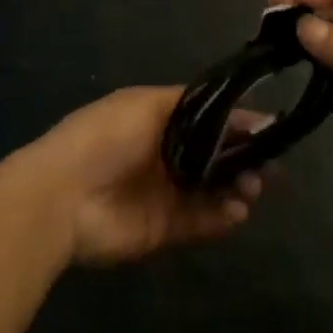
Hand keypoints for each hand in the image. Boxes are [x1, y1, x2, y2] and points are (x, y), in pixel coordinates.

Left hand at [21, 87, 264, 267]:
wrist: (63, 197)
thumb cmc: (105, 137)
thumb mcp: (145, 104)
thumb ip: (190, 106)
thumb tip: (231, 106)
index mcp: (157, 117)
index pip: (207, 116)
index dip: (236, 120)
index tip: (269, 127)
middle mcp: (164, 152)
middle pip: (214, 154)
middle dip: (242, 157)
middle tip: (269, 166)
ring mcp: (164, 191)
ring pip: (211, 188)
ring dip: (236, 187)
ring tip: (254, 188)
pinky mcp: (162, 228)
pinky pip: (200, 220)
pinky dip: (221, 217)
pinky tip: (239, 211)